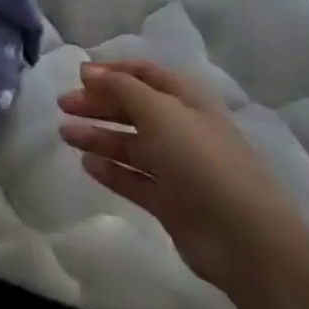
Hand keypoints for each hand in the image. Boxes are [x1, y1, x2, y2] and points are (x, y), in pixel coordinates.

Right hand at [60, 61, 307, 291]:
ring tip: (65, 134)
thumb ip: (120, 87)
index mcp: (186, 99)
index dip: (112, 71)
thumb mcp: (158, 111)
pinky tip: (87, 165)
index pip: (144, 74)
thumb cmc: (200, 160)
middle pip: (132, 107)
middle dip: (98, 103)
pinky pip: (134, 179)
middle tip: (63, 105)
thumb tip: (87, 70)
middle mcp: (180, 128)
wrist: (245, 239)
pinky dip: (111, 170)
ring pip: (130, 144)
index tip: (79, 75)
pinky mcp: (169, 202)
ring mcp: (176, 167)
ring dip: (98, 136)